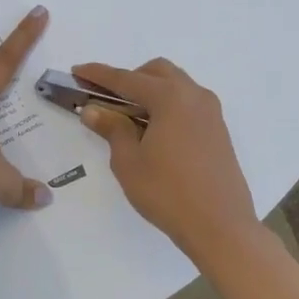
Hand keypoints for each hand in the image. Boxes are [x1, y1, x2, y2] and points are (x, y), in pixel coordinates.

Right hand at [73, 59, 259, 257]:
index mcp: (170, 97)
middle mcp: (194, 95)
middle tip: (107, 100)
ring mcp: (211, 112)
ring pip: (176, 85)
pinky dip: (167, 105)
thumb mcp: (129, 161)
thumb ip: (112, 128)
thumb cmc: (168, 193)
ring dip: (150, 91)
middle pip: (156, 72)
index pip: (126, 79)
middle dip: (129, 79)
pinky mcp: (218, 130)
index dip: (98, 75)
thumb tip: (93, 110)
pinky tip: (155, 132)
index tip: (77, 71)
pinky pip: (188, 103)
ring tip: (129, 118)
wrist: (221, 227)